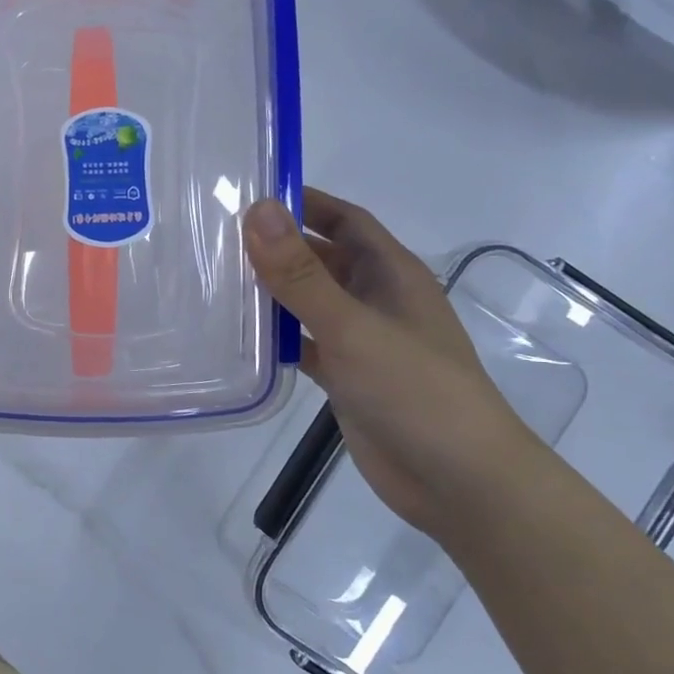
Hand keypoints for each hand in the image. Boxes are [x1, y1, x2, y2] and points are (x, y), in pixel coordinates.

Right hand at [245, 188, 544, 536]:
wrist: (459, 482)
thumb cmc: (415, 390)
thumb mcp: (353, 326)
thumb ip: (301, 273)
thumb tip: (258, 209)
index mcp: (391, 274)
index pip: (345, 220)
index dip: (305, 201)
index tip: (249, 192)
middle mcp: (376, 299)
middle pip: (322, 259)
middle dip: (278, 246)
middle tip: (216, 238)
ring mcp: (361, 340)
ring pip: (309, 302)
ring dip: (272, 291)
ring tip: (214, 280)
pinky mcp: (346, 377)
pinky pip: (304, 343)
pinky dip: (276, 337)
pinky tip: (238, 336)